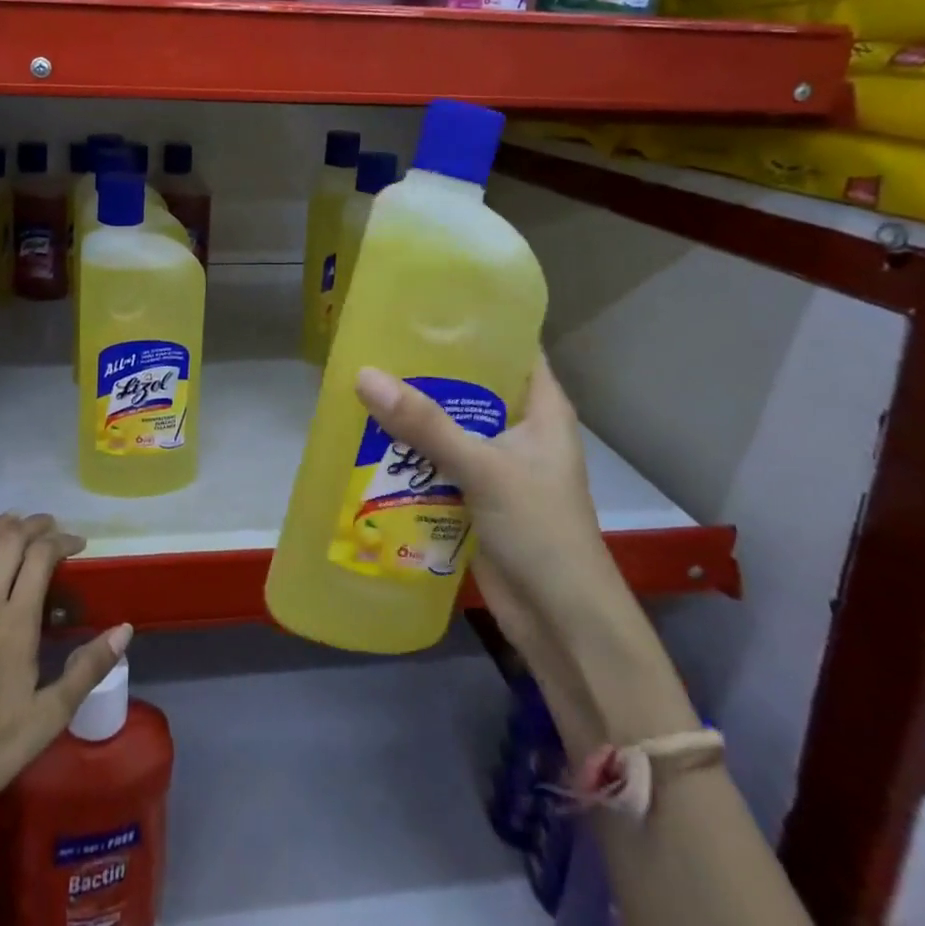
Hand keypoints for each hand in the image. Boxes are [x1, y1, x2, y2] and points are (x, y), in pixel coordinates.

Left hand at [0, 511, 132, 802]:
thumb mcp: (49, 717)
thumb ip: (87, 669)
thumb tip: (125, 629)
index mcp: (17, 623)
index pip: (41, 559)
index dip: (61, 541)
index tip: (78, 543)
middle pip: (8, 546)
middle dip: (32, 526)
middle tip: (49, 524)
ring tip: (11, 520)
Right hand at [352, 355, 617, 755]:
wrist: (562, 623)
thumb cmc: (541, 531)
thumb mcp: (484, 467)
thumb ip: (425, 424)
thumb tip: (363, 375)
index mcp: (541, 407)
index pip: (510, 345)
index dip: (474, 321)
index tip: (425, 302)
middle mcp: (519, 427)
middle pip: (470, 384)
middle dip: (427, 368)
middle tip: (377, 341)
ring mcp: (497, 462)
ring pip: (448, 423)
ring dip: (412, 412)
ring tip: (362, 381)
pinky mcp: (475, 494)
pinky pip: (436, 460)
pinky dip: (409, 451)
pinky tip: (369, 436)